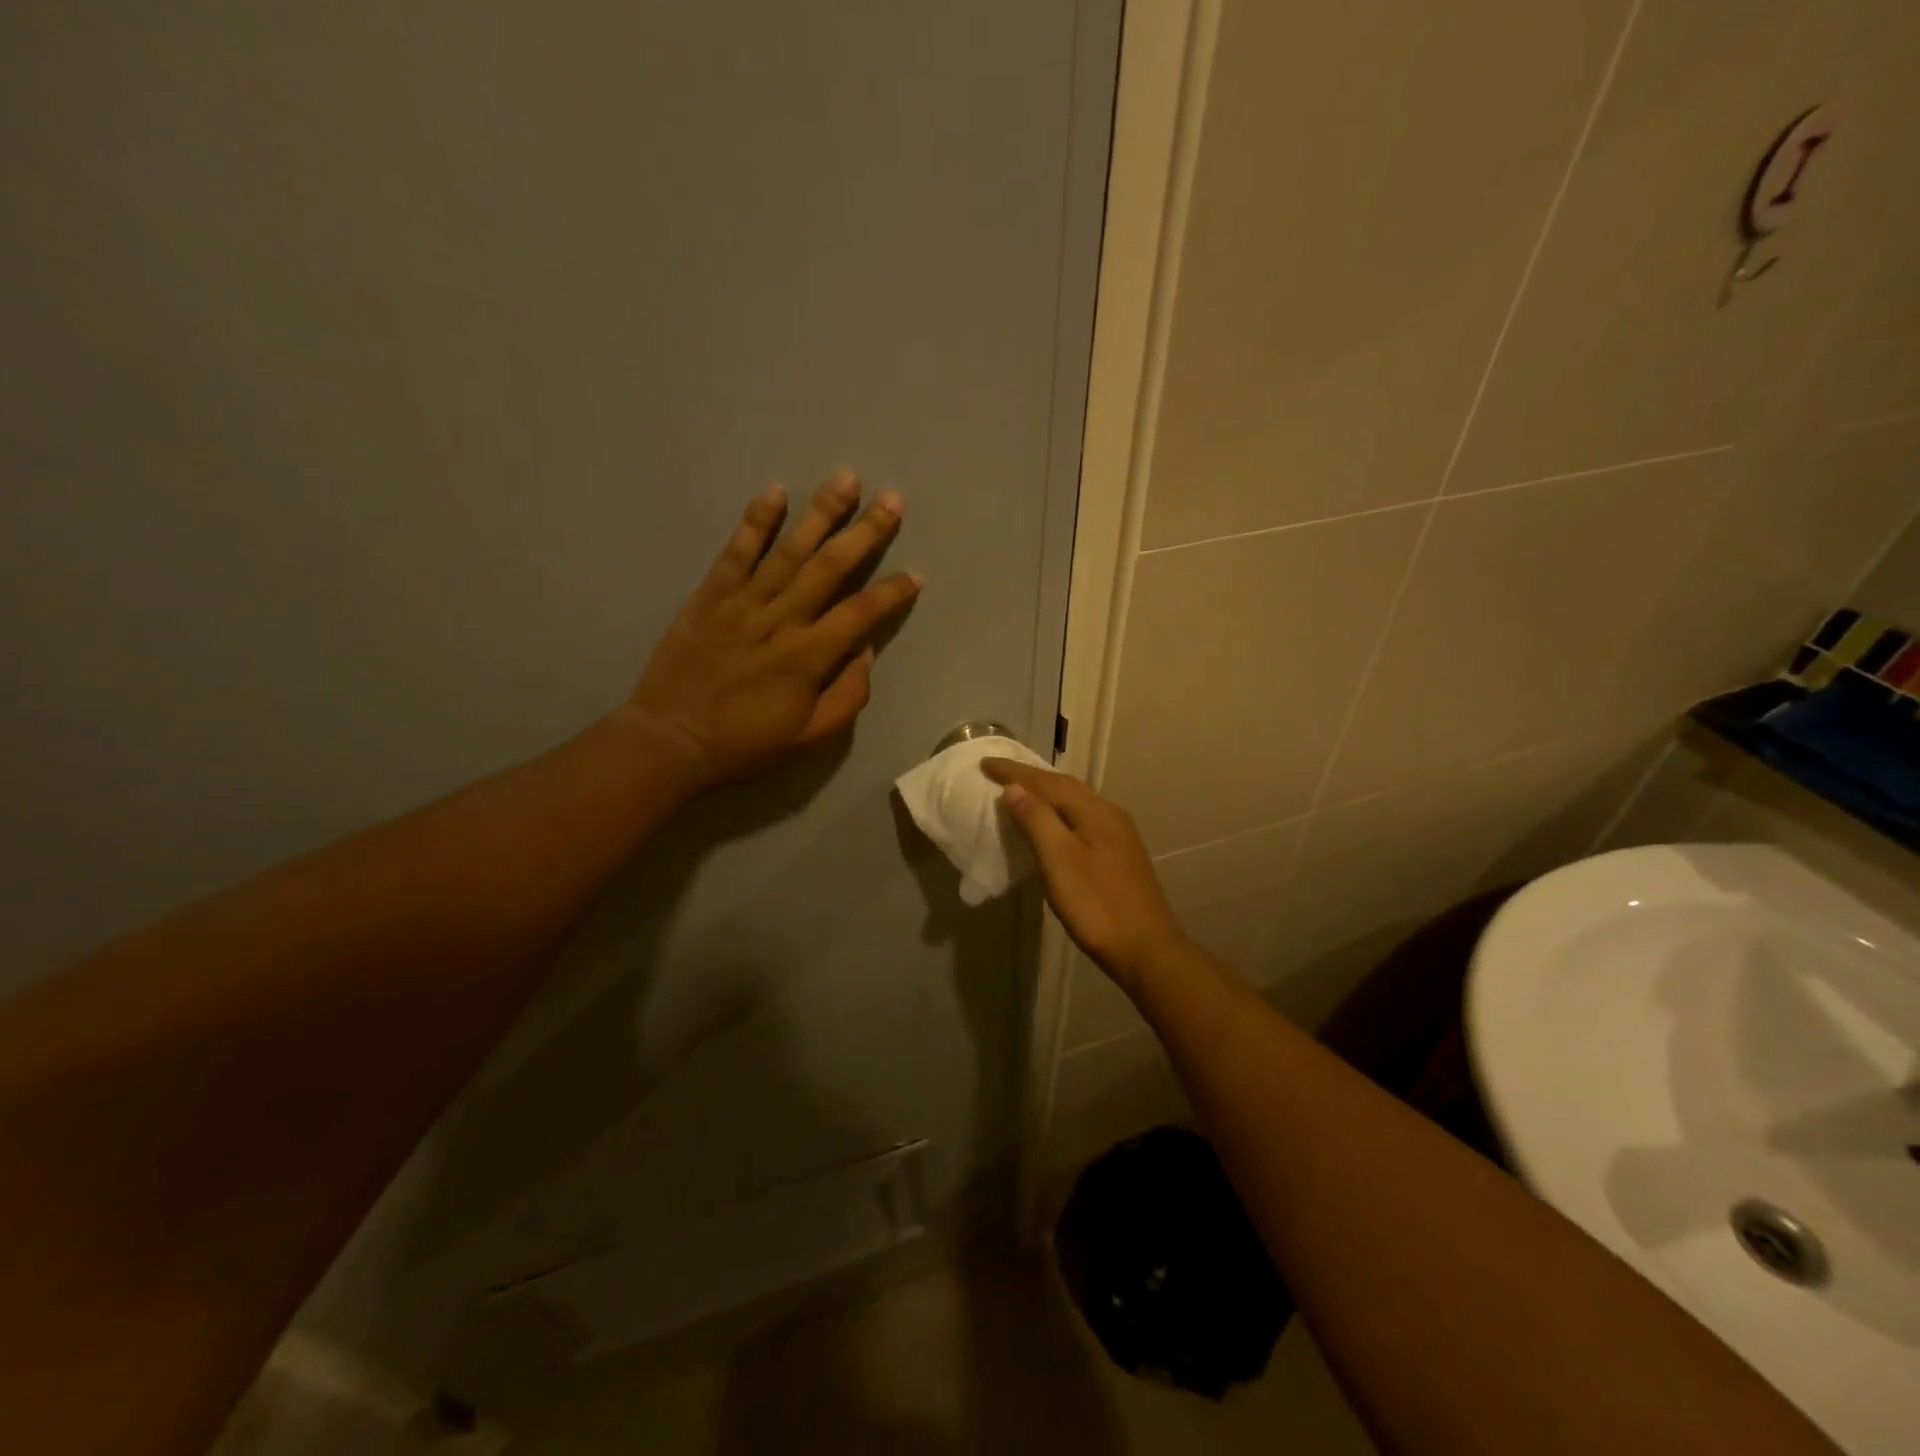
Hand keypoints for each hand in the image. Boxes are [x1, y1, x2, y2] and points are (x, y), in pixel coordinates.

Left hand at [624, 471, 921, 789]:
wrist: (670, 739)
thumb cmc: (745, 743)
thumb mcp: (808, 737)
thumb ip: (846, 696)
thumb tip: (865, 653)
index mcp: (808, 657)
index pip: (861, 614)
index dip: (892, 593)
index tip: (916, 574)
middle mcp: (781, 619)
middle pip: (831, 567)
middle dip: (865, 532)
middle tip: (893, 499)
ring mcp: (743, 602)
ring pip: (790, 550)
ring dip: (821, 513)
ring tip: (847, 479)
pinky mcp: (710, 595)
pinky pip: (736, 552)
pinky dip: (756, 521)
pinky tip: (776, 491)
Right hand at [981, 758, 1188, 985]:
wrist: (1145, 948)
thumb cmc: (1096, 904)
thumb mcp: (1058, 859)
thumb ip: (1036, 819)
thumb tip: (1015, 787)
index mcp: (1094, 811)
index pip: (1047, 781)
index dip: (1014, 772)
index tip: (984, 763)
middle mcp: (1109, 814)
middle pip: (1064, 786)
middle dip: (1031, 777)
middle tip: (999, 772)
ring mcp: (1119, 835)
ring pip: (1076, 802)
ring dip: (1046, 793)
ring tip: (1020, 792)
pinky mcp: (1120, 855)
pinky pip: (1082, 819)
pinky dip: (1059, 812)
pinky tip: (1052, 825)